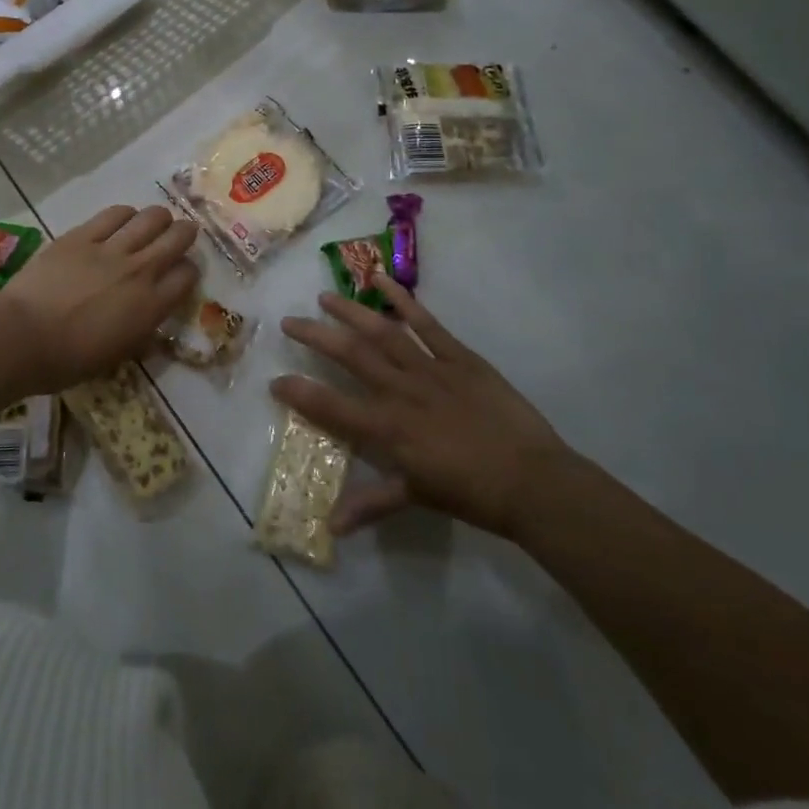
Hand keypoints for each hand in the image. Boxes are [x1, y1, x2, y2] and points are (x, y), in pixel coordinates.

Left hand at [4, 205, 198, 387]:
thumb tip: (149, 324)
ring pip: (151, 218)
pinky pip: (114, 214)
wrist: (24, 337)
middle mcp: (140, 271)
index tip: (180, 273)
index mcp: (151, 306)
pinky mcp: (82, 235)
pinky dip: (125, 215)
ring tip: (151, 224)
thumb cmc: (69, 360)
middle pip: (178, 237)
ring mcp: (111, 249)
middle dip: (184, 233)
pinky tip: (122, 220)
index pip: (188, 275)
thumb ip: (140, 333)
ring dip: (157, 219)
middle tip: (178, 236)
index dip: (188, 271)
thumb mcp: (117, 356)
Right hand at [276, 275, 569, 538]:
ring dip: (350, 312)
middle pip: (350, 356)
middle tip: (289, 321)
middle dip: (315, 337)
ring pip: (382, 333)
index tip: (275, 381)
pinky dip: (402, 301)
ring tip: (324, 296)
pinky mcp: (458, 357)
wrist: (533, 481)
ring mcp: (430, 369)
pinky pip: (425, 324)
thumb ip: (371, 504)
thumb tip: (330, 527)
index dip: (300, 393)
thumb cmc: (472, 494)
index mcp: (388, 429)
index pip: (332, 407)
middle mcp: (401, 392)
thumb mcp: (417, 499)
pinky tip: (381, 280)